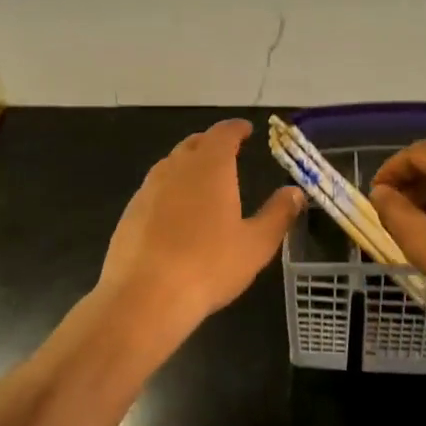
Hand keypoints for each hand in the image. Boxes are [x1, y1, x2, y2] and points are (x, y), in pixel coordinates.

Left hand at [98, 119, 303, 337]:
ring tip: (203, 180)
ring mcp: (148, 188)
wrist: (144, 297)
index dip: (236, 129)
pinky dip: (170, 189)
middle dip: (212, 143)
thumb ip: (278, 214)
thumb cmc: (208, 266)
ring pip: (171, 164)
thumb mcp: (256, 244)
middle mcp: (176, 167)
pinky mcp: (130, 211)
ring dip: (189, 164)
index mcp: (210, 166)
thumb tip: (295, 192)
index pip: (223, 133)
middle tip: (228, 153)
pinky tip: (176, 213)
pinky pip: (155, 188)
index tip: (246, 130)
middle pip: (194, 143)